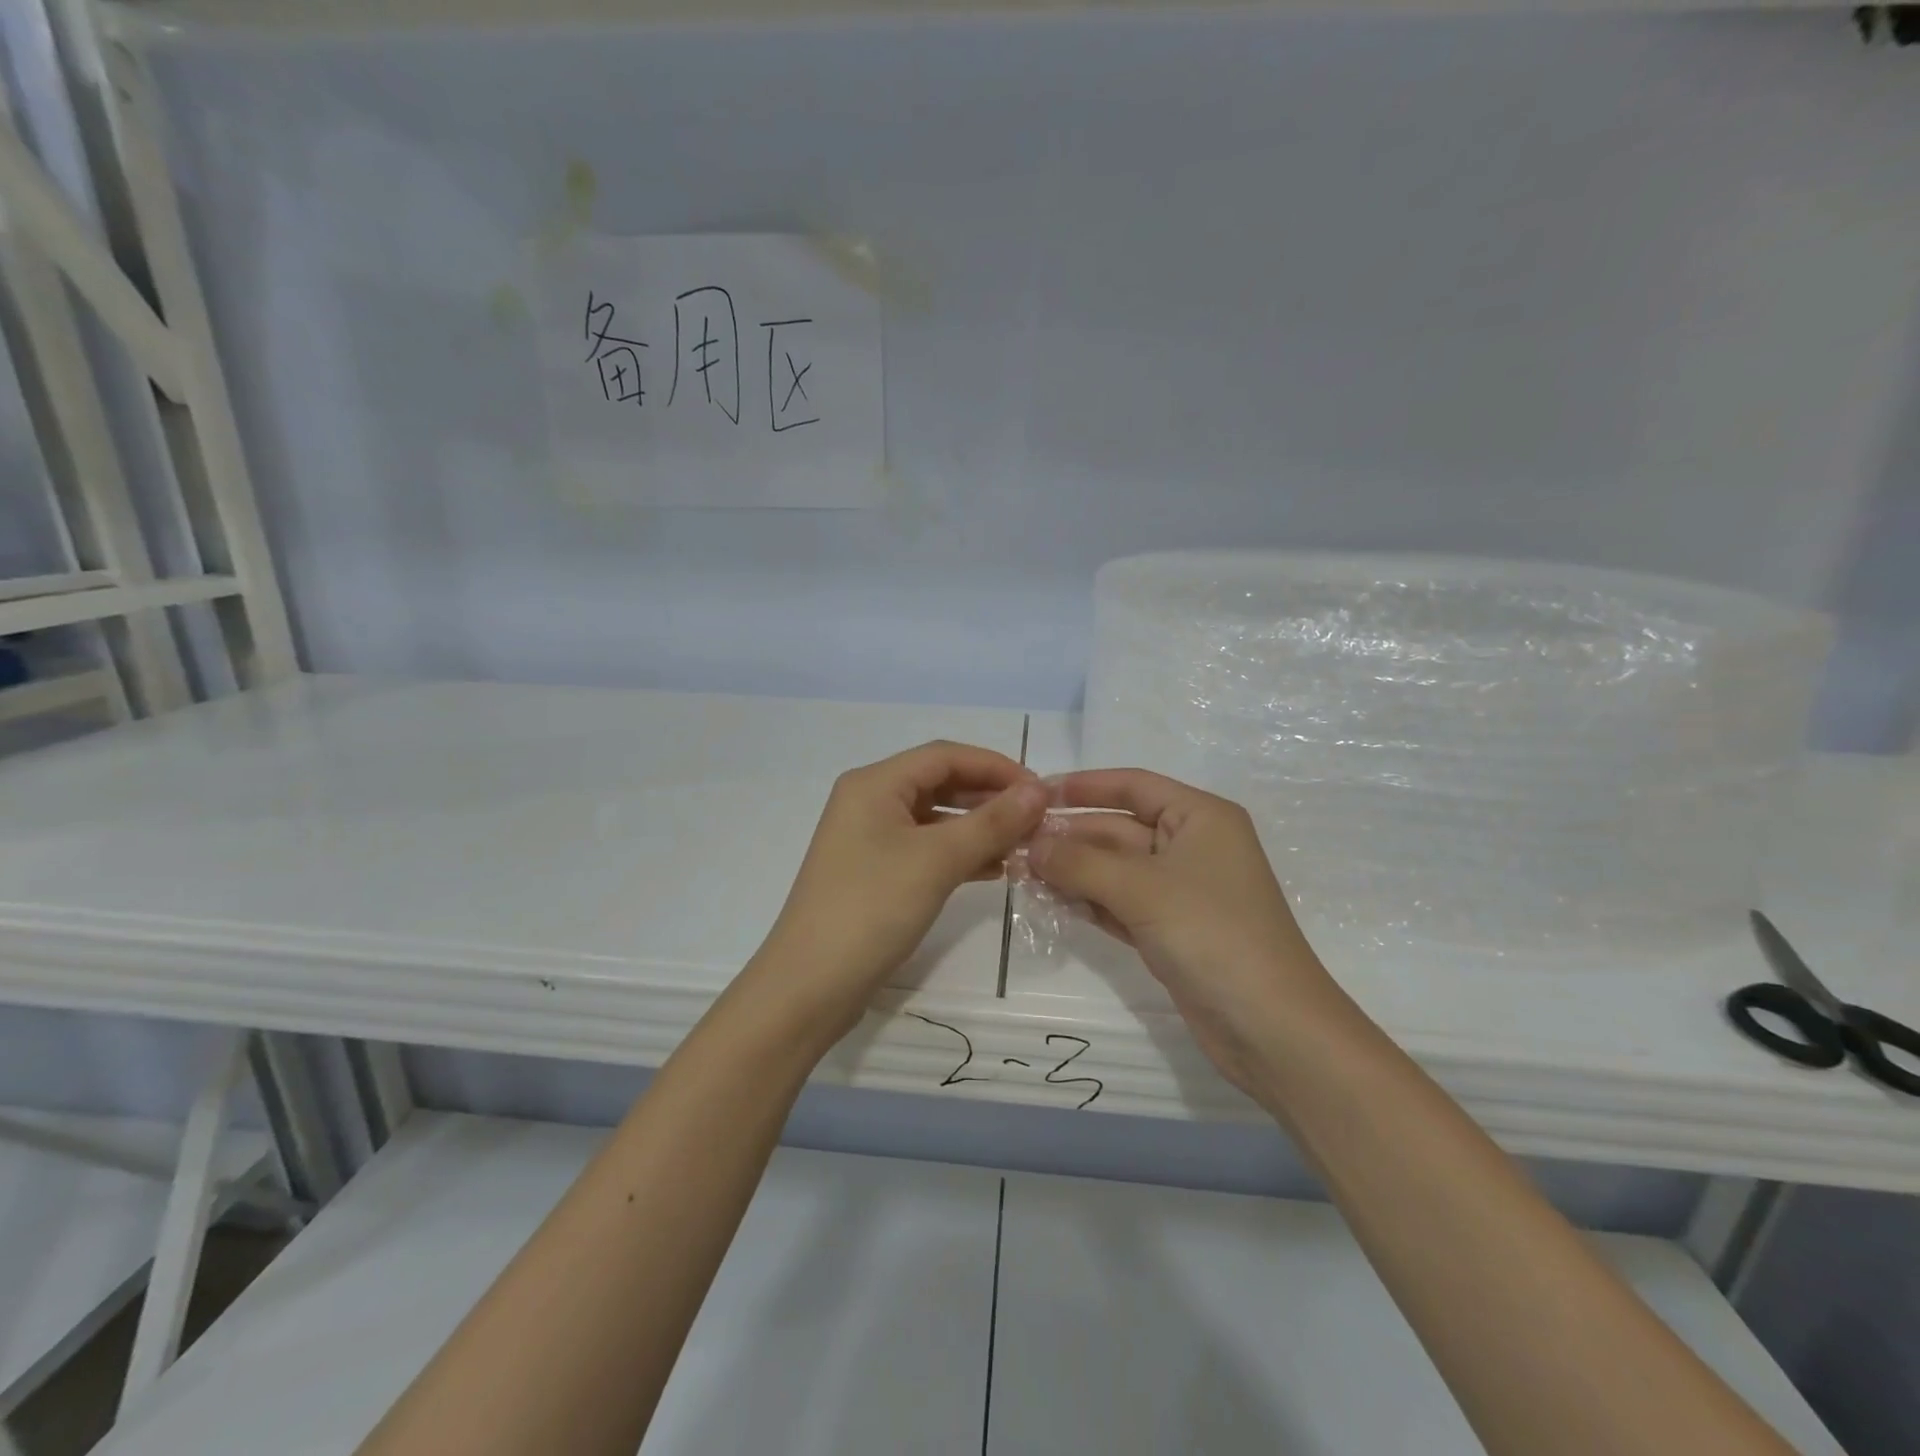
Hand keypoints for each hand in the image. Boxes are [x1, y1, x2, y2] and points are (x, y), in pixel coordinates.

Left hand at [746, 742, 1047, 1042]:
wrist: (810, 986)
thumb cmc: (871, 908)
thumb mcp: (936, 860)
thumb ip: (991, 822)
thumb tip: (1039, 790)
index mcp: (875, 784)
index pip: (945, 756)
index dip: (996, 766)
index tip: (1041, 790)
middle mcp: (870, 802)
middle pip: (941, 784)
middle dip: (990, 797)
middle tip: (1037, 819)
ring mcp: (871, 839)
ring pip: (936, 819)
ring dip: (979, 828)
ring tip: (1024, 846)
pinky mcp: (876, 873)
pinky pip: (926, 849)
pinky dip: (960, 854)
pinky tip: (994, 870)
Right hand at [1028, 769, 1350, 1102]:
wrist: (1272, 1029)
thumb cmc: (1213, 935)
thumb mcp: (1142, 889)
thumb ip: (1080, 862)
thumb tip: (1030, 845)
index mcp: (1200, 817)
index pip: (1133, 786)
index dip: (1084, 785)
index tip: (1035, 793)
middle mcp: (1191, 846)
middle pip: (1119, 829)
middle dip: (1070, 837)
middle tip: (1015, 844)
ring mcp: (1181, 892)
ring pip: (1115, 870)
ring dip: (1072, 871)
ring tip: (1020, 873)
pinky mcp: (1171, 931)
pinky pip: (1120, 904)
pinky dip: (1089, 902)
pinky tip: (1050, 902)